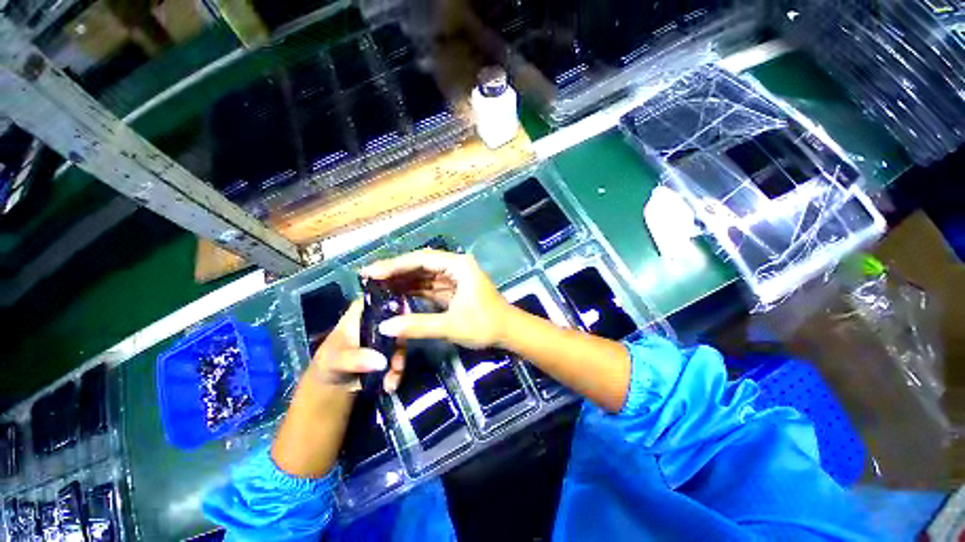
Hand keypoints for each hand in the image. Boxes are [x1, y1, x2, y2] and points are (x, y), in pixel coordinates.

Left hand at [312, 299, 404, 391]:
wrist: (330, 386)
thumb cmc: (329, 363)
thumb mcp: (335, 360)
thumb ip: (355, 358)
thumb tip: (382, 361)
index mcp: (363, 311)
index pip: (383, 298)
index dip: (397, 305)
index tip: (407, 321)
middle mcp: (378, 319)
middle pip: (399, 321)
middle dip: (401, 344)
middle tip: (397, 364)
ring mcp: (386, 335)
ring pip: (402, 341)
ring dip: (399, 362)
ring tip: (392, 380)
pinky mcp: (391, 351)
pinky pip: (400, 356)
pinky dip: (398, 371)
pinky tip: (390, 385)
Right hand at [361, 249, 510, 348]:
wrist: (509, 332)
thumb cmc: (485, 325)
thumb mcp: (451, 325)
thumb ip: (418, 325)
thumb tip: (385, 327)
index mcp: (458, 266)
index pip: (422, 259)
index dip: (395, 265)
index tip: (372, 272)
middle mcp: (455, 266)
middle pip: (421, 264)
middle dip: (396, 271)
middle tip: (369, 278)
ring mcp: (454, 278)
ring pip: (424, 275)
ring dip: (403, 281)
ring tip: (377, 287)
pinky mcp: (453, 289)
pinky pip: (429, 286)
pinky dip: (414, 291)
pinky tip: (396, 295)